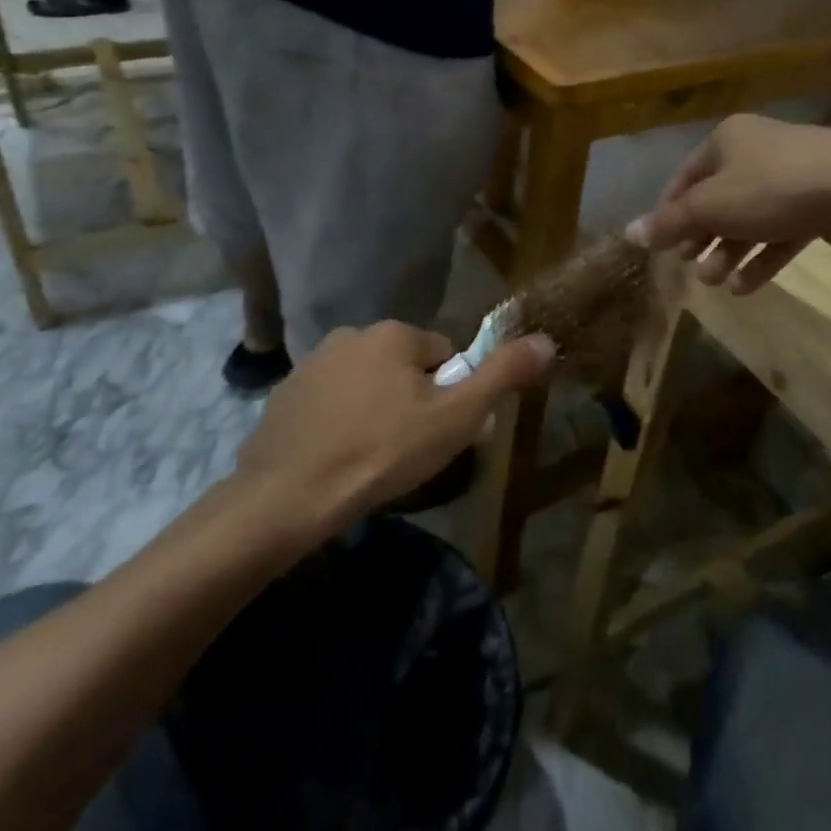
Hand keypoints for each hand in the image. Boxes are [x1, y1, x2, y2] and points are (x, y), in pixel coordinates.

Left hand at [236, 321, 555, 535]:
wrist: (287, 496)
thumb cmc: (382, 451)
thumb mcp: (456, 417)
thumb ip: (502, 375)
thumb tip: (546, 340)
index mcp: (394, 334)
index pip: (444, 355)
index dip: (451, 395)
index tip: (442, 434)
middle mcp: (351, 335)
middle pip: (404, 368)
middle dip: (414, 402)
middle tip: (411, 452)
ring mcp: (312, 365)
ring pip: (367, 385)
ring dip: (377, 412)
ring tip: (373, 460)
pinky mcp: (284, 396)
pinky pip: (331, 404)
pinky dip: (341, 424)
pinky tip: (339, 460)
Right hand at [626, 115, 830, 292]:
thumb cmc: (770, 188)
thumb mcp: (710, 206)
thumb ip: (670, 223)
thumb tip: (628, 233)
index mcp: (727, 139)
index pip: (685, 178)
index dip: (669, 213)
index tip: (661, 246)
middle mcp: (758, 150)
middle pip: (718, 200)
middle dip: (703, 239)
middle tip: (692, 269)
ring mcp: (793, 175)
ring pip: (750, 218)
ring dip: (730, 252)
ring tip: (718, 283)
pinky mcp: (819, 202)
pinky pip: (781, 231)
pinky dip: (762, 256)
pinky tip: (747, 286)